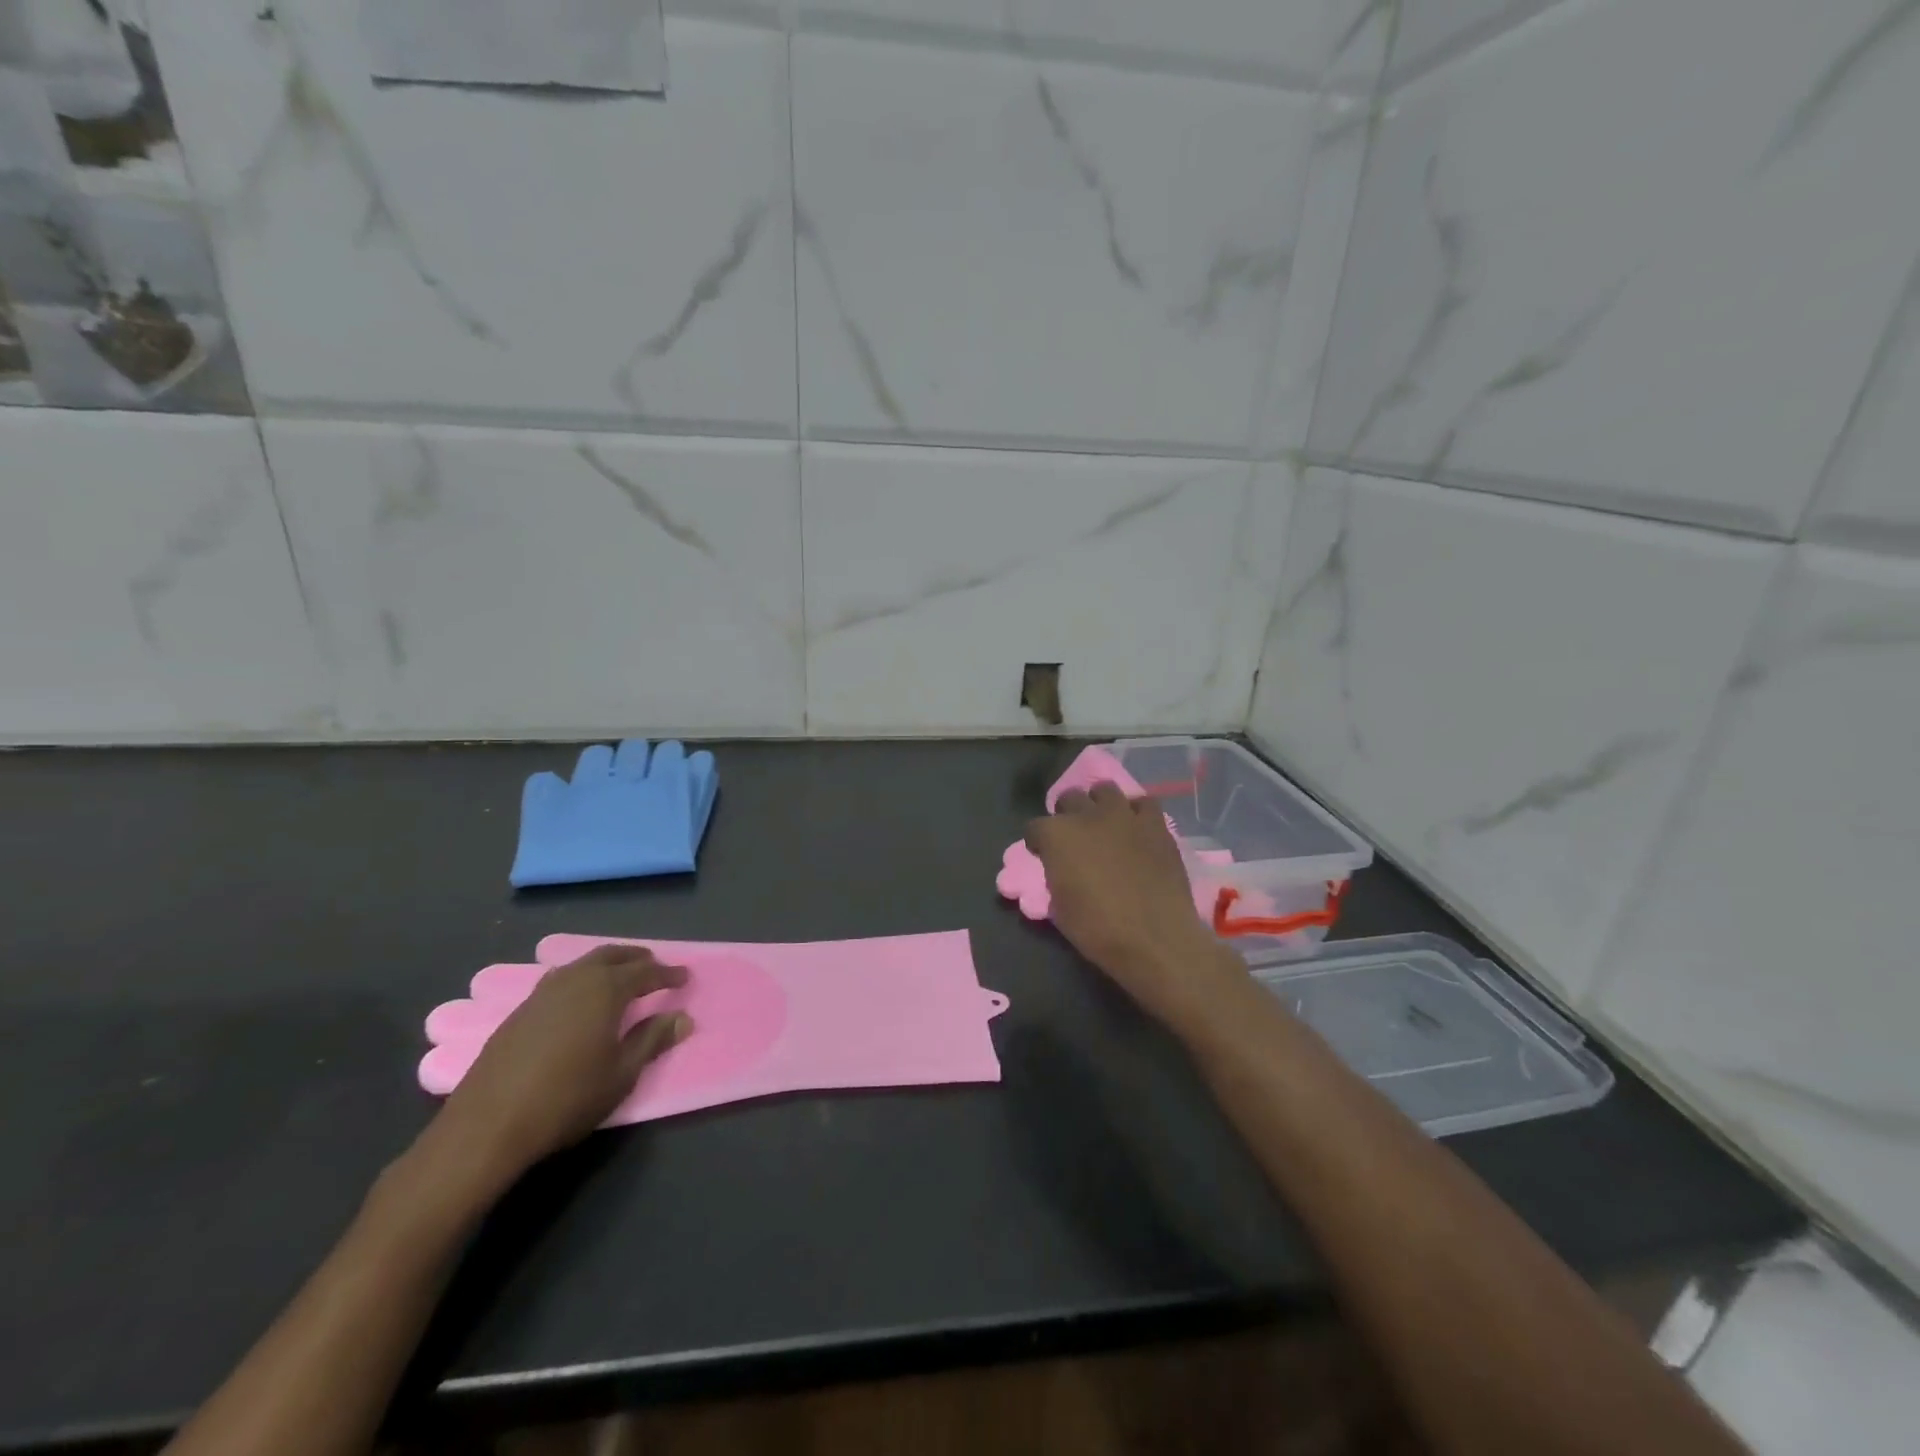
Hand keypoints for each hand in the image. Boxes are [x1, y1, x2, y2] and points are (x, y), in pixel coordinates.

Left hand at [423, 945, 691, 1195]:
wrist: (488, 1125)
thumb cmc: (567, 1098)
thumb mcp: (622, 1073)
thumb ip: (652, 1040)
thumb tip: (682, 1018)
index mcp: (605, 990)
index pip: (645, 972)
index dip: (668, 974)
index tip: (685, 977)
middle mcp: (575, 980)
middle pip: (612, 955)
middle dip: (637, 958)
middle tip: (655, 967)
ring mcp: (543, 993)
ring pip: (583, 964)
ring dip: (607, 965)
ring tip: (620, 979)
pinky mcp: (520, 1011)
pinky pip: (561, 980)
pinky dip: (581, 979)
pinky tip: (580, 1000)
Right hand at [1025, 783, 1241, 1028]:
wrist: (1155, 938)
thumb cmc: (1098, 929)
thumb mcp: (1059, 907)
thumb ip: (1056, 876)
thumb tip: (1062, 869)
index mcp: (1056, 836)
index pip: (1035, 827)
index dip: (1038, 843)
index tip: (1043, 856)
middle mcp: (1087, 815)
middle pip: (1069, 798)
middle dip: (1066, 814)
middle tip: (1074, 838)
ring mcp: (1124, 816)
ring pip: (1105, 790)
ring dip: (1099, 804)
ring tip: (1104, 823)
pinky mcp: (1155, 824)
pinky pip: (1143, 803)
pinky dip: (1136, 812)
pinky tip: (1136, 829)